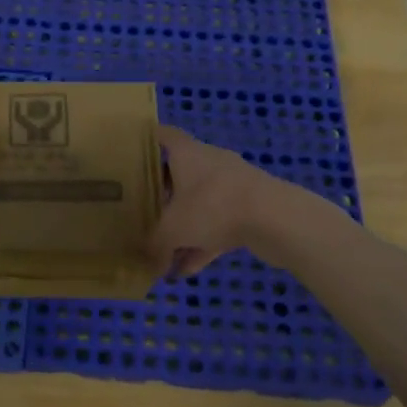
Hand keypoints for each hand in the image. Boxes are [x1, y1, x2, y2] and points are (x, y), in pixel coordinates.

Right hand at [148, 125, 279, 277]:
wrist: (275, 218)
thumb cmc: (213, 207)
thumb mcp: (172, 229)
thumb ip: (154, 244)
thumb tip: (146, 261)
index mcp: (187, 153)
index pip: (164, 135)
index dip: (147, 140)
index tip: (130, 151)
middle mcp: (209, 162)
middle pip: (180, 172)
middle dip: (162, 191)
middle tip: (141, 207)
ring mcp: (232, 186)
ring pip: (200, 203)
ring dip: (184, 226)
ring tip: (163, 252)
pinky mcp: (250, 208)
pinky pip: (219, 224)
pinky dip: (203, 244)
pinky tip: (188, 270)